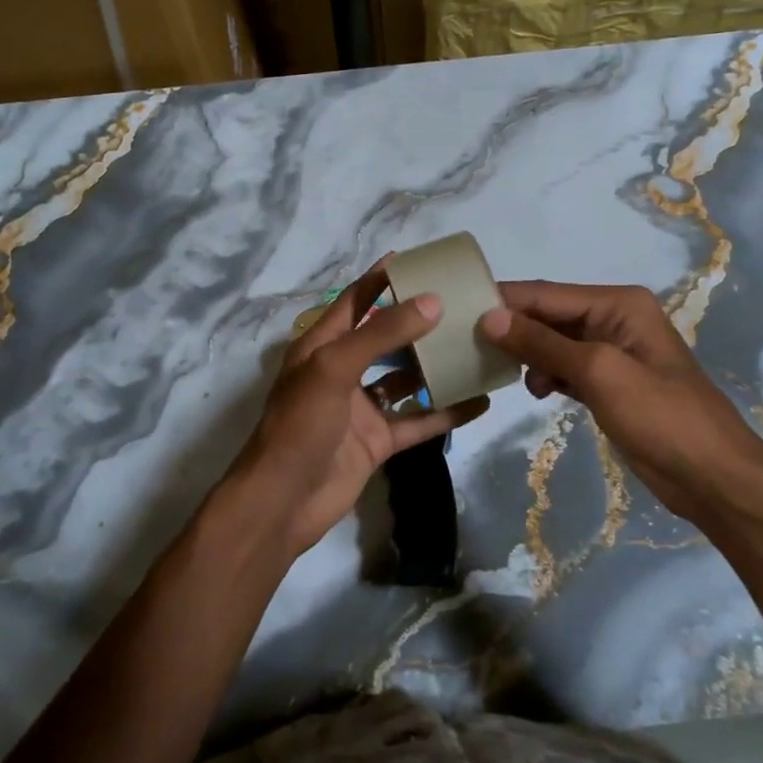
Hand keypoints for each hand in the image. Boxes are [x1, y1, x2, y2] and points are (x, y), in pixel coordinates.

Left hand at [231, 259, 488, 556]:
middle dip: (418, 322)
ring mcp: (361, 408)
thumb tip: (432, 302)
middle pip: (385, 338)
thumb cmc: (300, 425)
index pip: (354, 302)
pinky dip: (446, 412)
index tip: (416, 260)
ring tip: (475, 346)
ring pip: (405, 379)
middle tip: (460, 304)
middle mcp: (342, 371)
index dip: (381, 279)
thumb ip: (381, 335)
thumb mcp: (334, 369)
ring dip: (435, 366)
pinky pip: (418, 421)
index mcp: (321, 346)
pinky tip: (479, 401)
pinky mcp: (378, 441)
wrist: (283, 502)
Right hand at [479, 281, 762, 533]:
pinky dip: (546, 376)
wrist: (713, 476)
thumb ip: (543, 343)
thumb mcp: (599, 372)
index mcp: (618, 304)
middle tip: (467, 345)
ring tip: (501, 372)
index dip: (504, 300)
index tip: (457, 310)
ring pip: (554, 343)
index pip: (547, 293)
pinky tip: (535, 391)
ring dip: (528, 355)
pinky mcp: (609, 384)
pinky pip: (566, 368)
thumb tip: (489, 317)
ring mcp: (612, 354)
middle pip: (549, 315)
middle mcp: (614, 320)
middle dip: (512, 329)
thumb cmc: (660, 416)